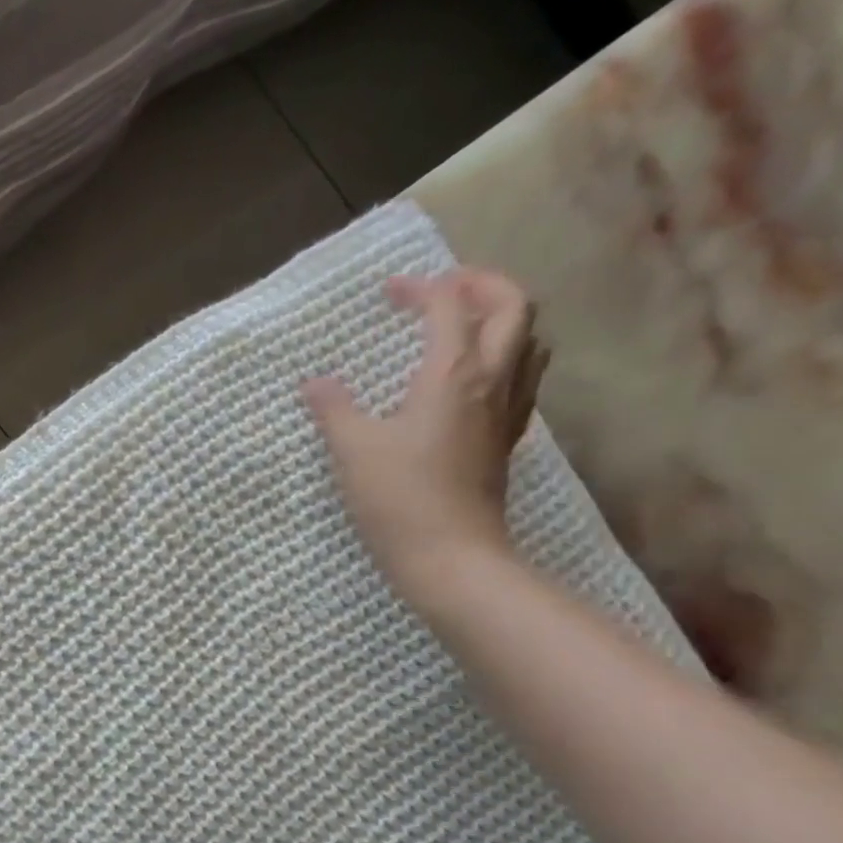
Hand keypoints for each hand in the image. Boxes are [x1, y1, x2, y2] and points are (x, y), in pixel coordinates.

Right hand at [300, 268, 546, 605]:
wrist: (450, 556)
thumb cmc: (399, 499)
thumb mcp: (353, 450)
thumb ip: (333, 409)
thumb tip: (314, 383)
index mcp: (454, 374)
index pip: (449, 306)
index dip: (421, 288)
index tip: (390, 291)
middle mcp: (492, 381)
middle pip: (514, 307)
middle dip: (482, 285)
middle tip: (445, 290)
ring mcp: (506, 412)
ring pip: (529, 342)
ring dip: (503, 320)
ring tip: (466, 327)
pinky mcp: (505, 441)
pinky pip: (522, 379)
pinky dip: (506, 359)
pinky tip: (474, 381)